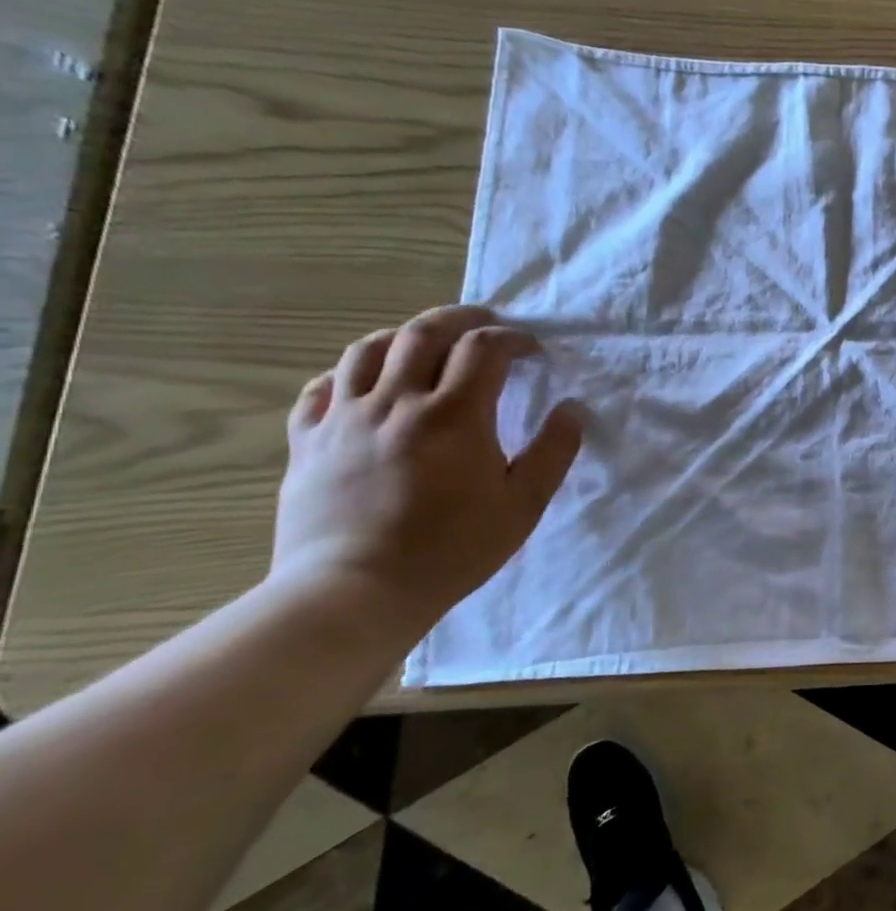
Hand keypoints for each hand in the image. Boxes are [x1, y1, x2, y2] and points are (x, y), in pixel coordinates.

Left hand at [271, 305, 583, 626]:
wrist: (354, 592)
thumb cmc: (451, 549)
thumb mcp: (523, 505)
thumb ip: (553, 451)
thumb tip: (573, 409)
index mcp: (455, 414)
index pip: (485, 348)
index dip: (513, 339)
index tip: (531, 350)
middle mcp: (397, 402)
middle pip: (424, 333)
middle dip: (460, 318)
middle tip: (483, 322)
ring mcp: (344, 419)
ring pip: (367, 350)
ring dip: (403, 336)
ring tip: (424, 344)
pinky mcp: (307, 441)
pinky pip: (319, 388)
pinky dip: (347, 374)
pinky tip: (364, 385)